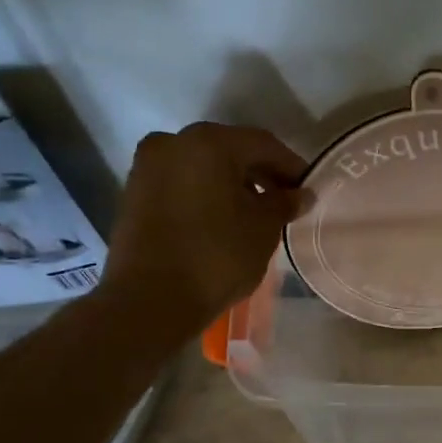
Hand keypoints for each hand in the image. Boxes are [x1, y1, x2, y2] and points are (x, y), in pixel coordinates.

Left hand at [101, 122, 308, 339]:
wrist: (149, 300)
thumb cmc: (216, 256)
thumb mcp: (263, 228)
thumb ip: (284, 203)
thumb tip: (301, 194)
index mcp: (208, 142)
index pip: (263, 144)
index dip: (291, 166)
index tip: (307, 191)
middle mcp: (173, 142)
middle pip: (229, 150)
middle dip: (260, 174)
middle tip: (284, 202)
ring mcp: (147, 167)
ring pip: (202, 167)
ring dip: (232, 184)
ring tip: (254, 214)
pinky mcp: (134, 194)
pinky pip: (181, 184)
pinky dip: (205, 194)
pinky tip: (223, 220)